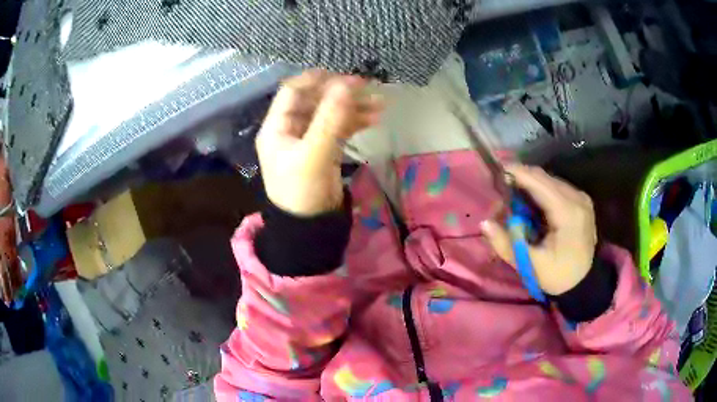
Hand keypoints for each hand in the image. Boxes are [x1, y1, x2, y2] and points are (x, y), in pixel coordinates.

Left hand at [256, 70, 382, 215]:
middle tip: (367, 87)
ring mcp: (307, 138)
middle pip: (315, 100)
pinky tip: (374, 117)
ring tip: (380, 103)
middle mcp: (290, 128)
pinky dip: (355, 122)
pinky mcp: (323, 148)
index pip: (293, 91)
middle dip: (340, 94)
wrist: (310, 227)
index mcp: (277, 126)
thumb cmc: (303, 191)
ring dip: (353, 107)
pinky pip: (338, 128)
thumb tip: (346, 84)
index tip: (344, 77)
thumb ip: (330, 118)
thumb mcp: (314, 154)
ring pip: (330, 113)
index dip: (317, 80)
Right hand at [481, 165, 597, 295]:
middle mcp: (577, 198)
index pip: (539, 182)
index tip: (496, 171)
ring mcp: (581, 198)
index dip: (517, 173)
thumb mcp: (530, 265)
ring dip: (530, 184)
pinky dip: (540, 190)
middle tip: (500, 189)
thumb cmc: (558, 276)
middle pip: (544, 178)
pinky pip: (557, 187)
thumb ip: (507, 244)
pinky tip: (530, 201)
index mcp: (568, 212)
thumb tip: (485, 223)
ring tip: (512, 195)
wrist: (583, 283)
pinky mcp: (581, 201)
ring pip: (550, 180)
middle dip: (521, 179)